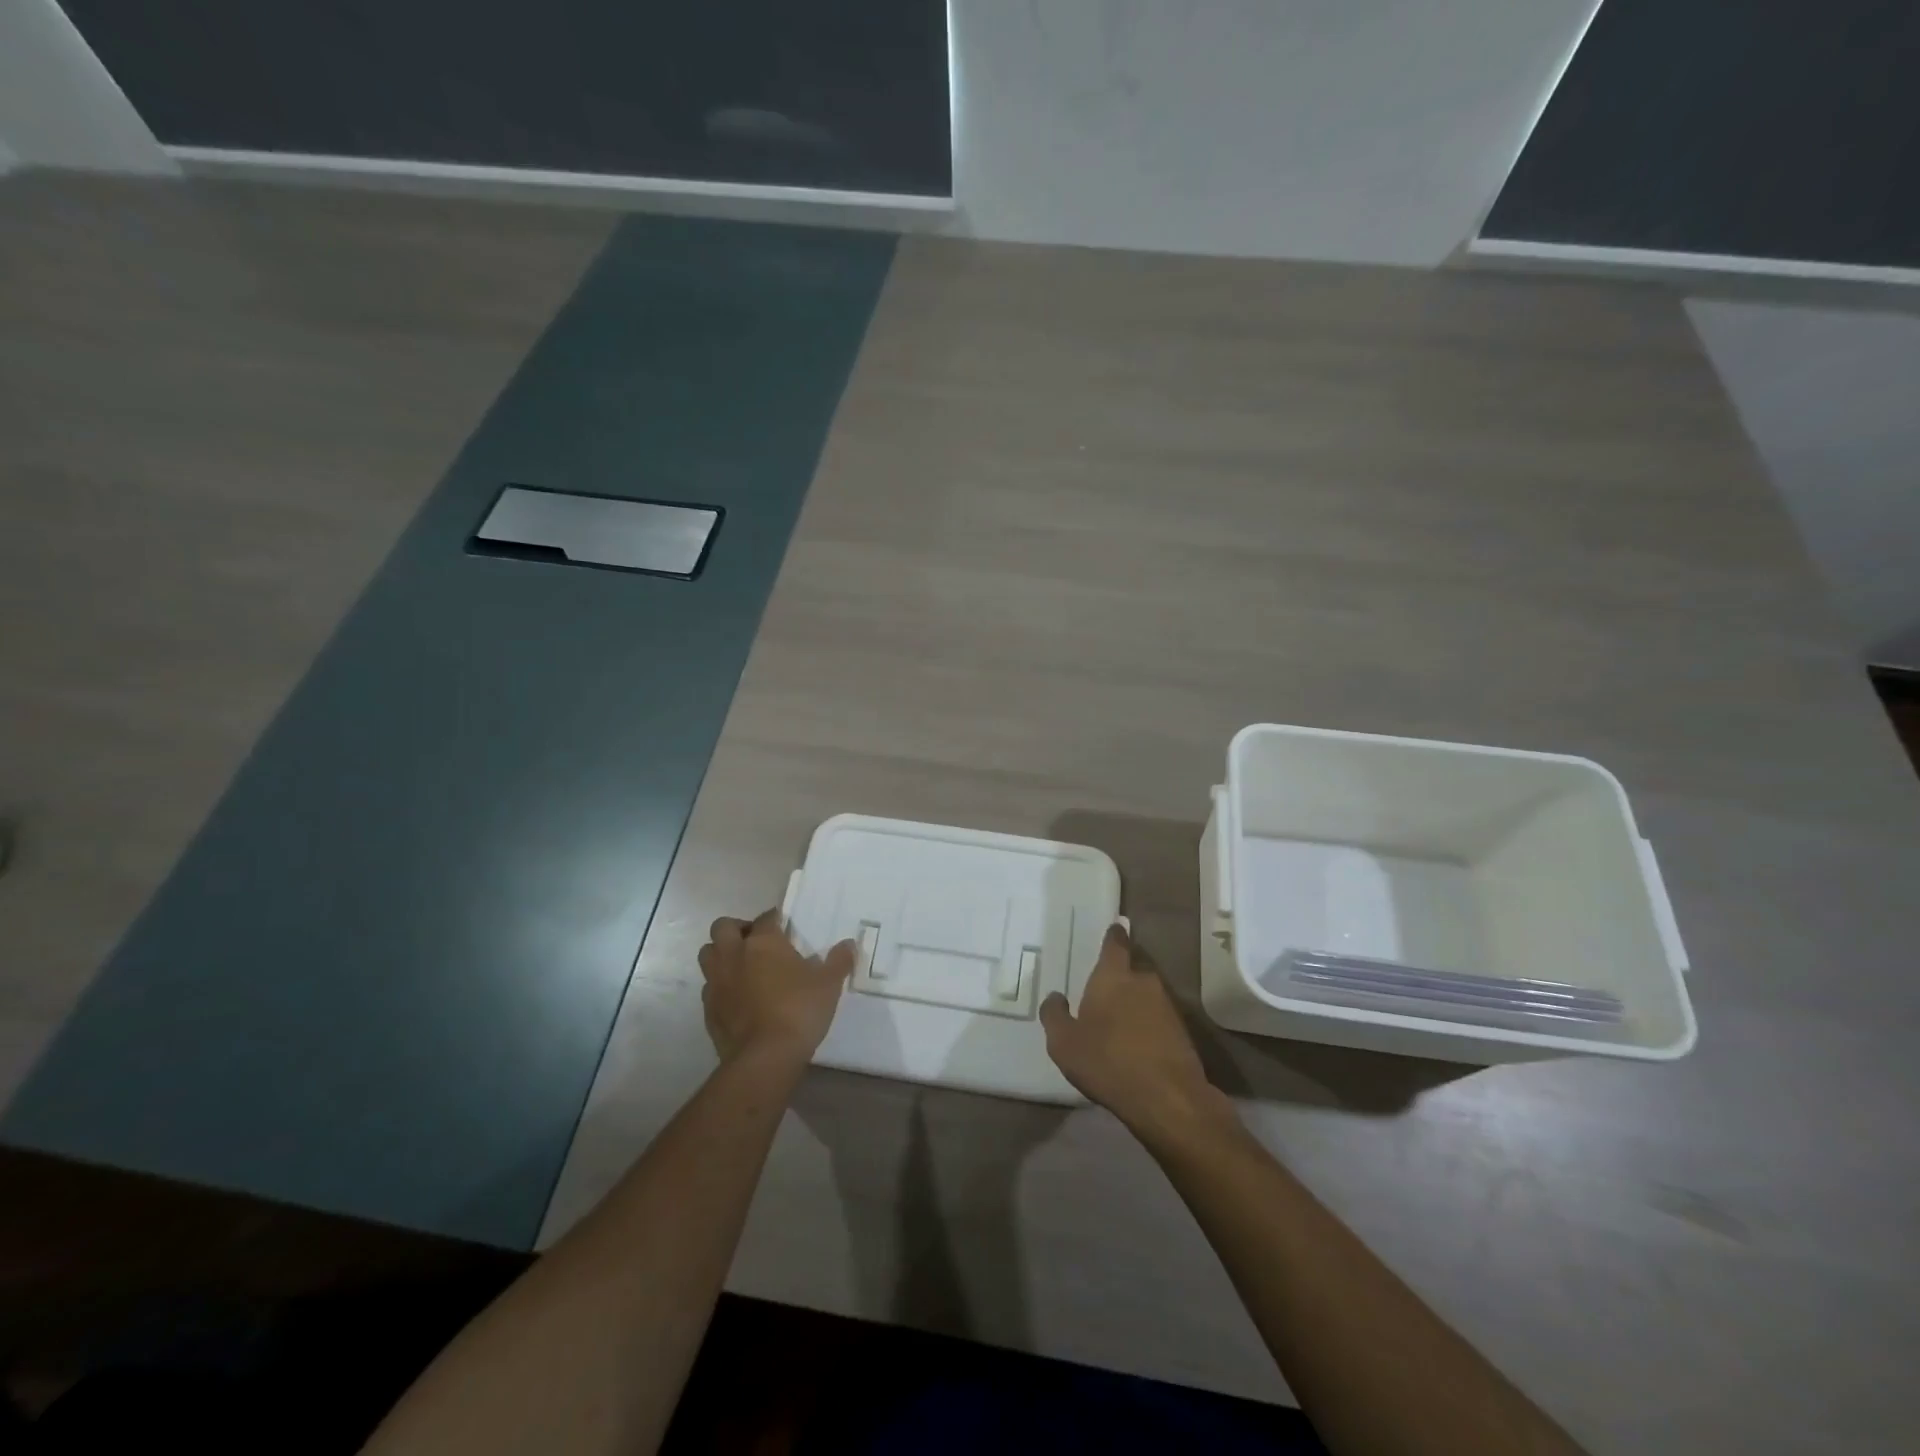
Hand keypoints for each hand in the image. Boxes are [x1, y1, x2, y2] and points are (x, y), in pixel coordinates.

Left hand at [697, 910, 854, 1073]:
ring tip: (741, 966)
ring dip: (721, 954)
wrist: (765, 1057)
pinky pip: (709, 988)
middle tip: (755, 942)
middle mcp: (734, 955)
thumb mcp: (828, 984)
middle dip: (736, 929)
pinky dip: (720, 986)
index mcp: (763, 942)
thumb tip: (849, 944)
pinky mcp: (708, 1010)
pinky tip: (737, 998)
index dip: (775, 918)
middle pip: (723, 927)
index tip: (784, 926)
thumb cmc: (799, 1010)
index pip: (766, 917)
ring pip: (708, 954)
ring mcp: (717, 983)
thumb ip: (838, 961)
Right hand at [1041, 923, 1230, 1140]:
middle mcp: (1143, 982)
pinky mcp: (1183, 1032)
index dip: (1114, 936)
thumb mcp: (1064, 1043)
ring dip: (1136, 1003)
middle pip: (1133, 969)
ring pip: (1147, 994)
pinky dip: (1149, 1025)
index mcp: (1113, 976)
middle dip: (1122, 975)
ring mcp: (1168, 1006)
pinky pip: (1159, 1018)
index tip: (1115, 928)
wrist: (1168, 1098)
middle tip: (1105, 989)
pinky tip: (1137, 1044)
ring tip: (1120, 1021)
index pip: (1115, 944)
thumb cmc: (1107, 1061)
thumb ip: (1055, 1016)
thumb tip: (1055, 997)